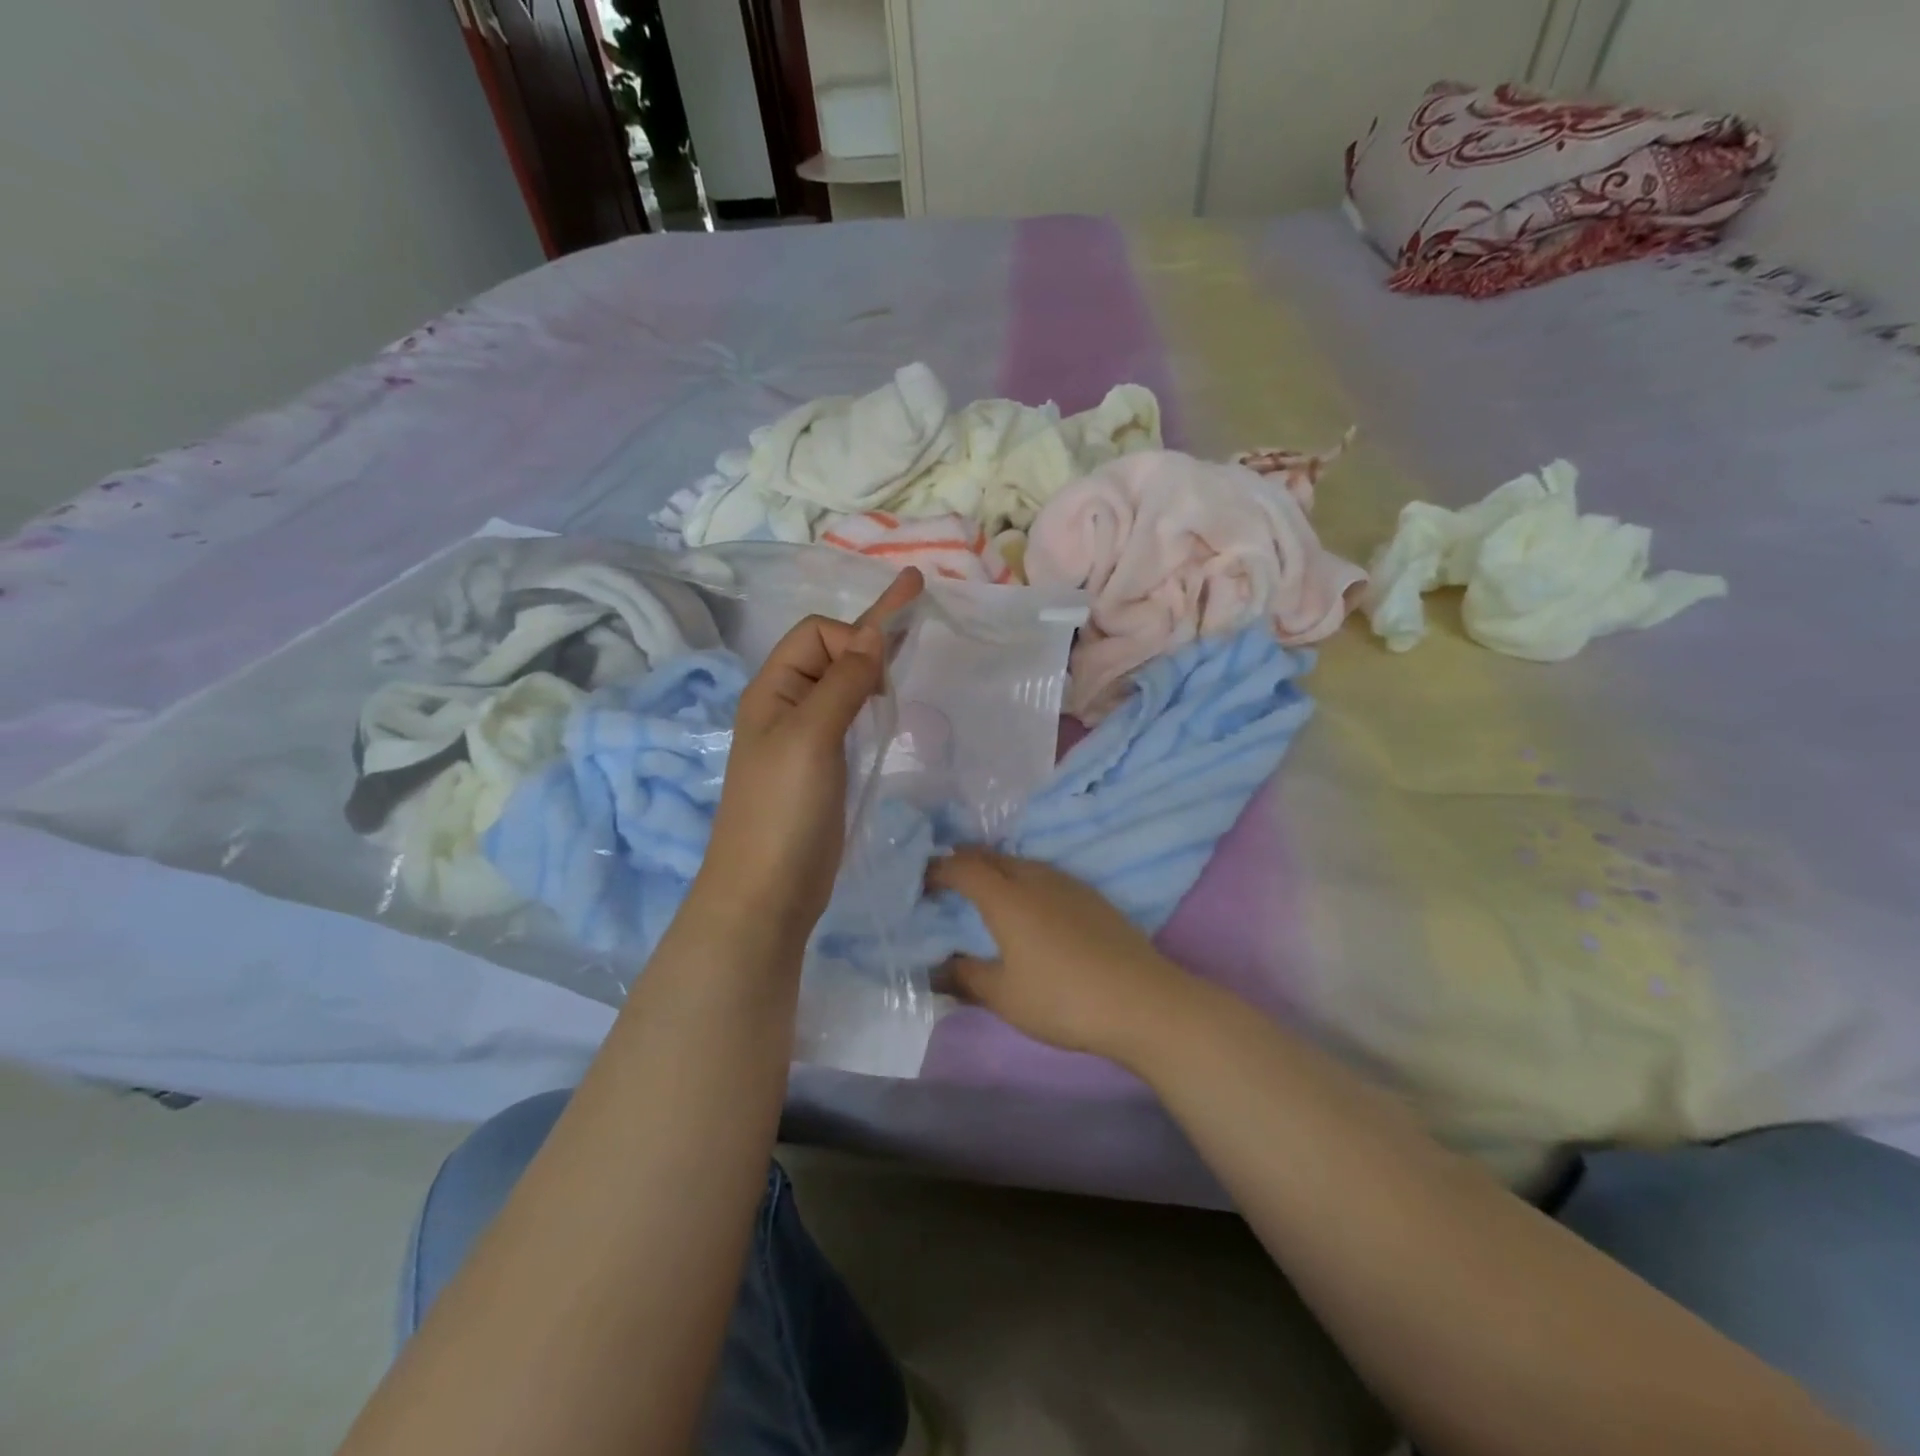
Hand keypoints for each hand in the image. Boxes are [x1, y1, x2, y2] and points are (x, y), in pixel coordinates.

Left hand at [700, 569, 923, 938]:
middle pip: (830, 651)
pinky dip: (871, 701)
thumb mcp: (811, 737)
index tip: (882, 675)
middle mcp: (787, 705)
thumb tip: (873, 634)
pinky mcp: (824, 765)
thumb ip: (843, 682)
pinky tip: (889, 702)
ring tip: (910, 653)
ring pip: (843, 684)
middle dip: (868, 636)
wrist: (768, 891)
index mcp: (773, 689)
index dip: (852, 638)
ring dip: (872, 666)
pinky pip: (849, 717)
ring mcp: (806, 737)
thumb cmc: (783, 810)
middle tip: (914, 626)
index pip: (816, 633)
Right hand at [929, 848, 1196, 1064]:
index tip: (920, 880)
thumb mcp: (1004, 996)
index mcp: (1007, 897)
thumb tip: (937, 969)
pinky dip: (1023, 881)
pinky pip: (1045, 875)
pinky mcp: (1092, 896)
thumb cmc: (1062, 998)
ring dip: (996, 869)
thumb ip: (965, 977)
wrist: (1141, 1000)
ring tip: (983, 891)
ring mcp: (1068, 884)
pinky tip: (1029, 907)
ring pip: (1021, 863)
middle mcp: (1035, 878)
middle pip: (992, 856)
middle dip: (964, 862)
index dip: (937, 869)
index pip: (963, 867)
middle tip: (945, 880)